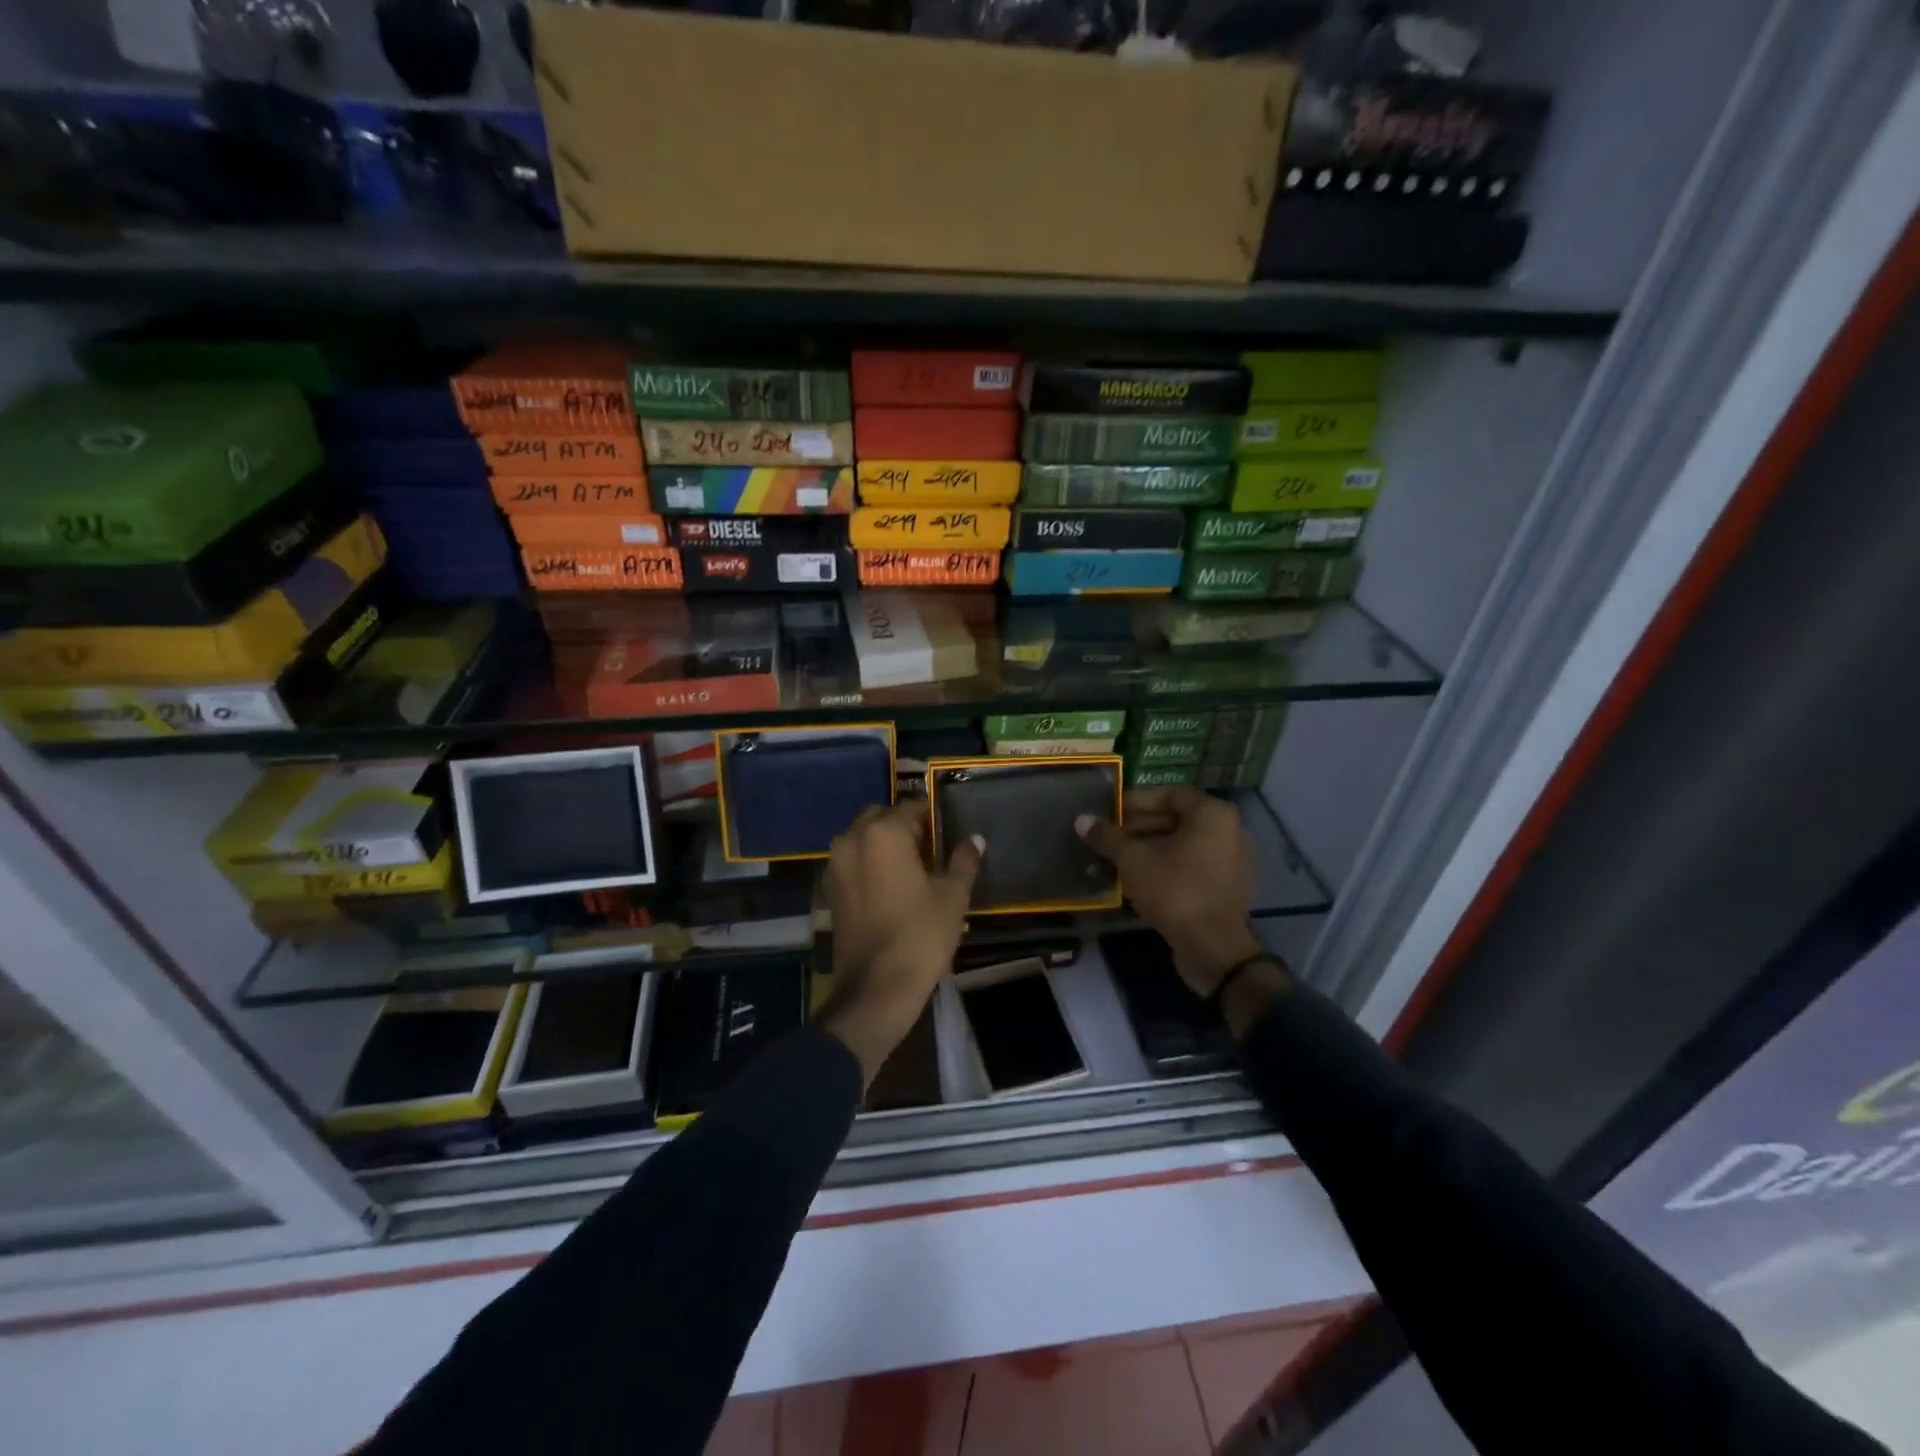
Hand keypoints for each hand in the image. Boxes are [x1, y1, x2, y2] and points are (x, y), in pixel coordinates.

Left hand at [819, 801, 981, 1085]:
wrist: (876, 987)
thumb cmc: (921, 935)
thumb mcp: (953, 896)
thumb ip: (963, 861)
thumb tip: (975, 839)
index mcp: (884, 833)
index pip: (911, 807)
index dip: (931, 814)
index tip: (947, 827)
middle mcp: (853, 839)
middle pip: (880, 817)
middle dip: (903, 825)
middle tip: (930, 847)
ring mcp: (836, 865)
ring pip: (862, 838)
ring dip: (884, 843)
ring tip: (912, 867)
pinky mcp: (830, 889)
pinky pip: (852, 862)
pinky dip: (869, 864)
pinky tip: (892, 886)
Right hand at [1076, 786, 1265, 996]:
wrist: (1212, 948)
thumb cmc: (1174, 890)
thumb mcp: (1133, 859)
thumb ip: (1108, 836)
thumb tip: (1082, 820)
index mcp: (1213, 814)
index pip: (1170, 794)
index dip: (1136, 801)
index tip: (1111, 812)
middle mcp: (1231, 830)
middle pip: (1178, 818)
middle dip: (1141, 826)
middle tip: (1111, 836)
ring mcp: (1233, 860)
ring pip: (1185, 843)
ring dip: (1152, 846)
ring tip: (1120, 857)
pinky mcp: (1228, 886)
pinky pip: (1194, 864)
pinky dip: (1169, 864)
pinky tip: (1141, 877)